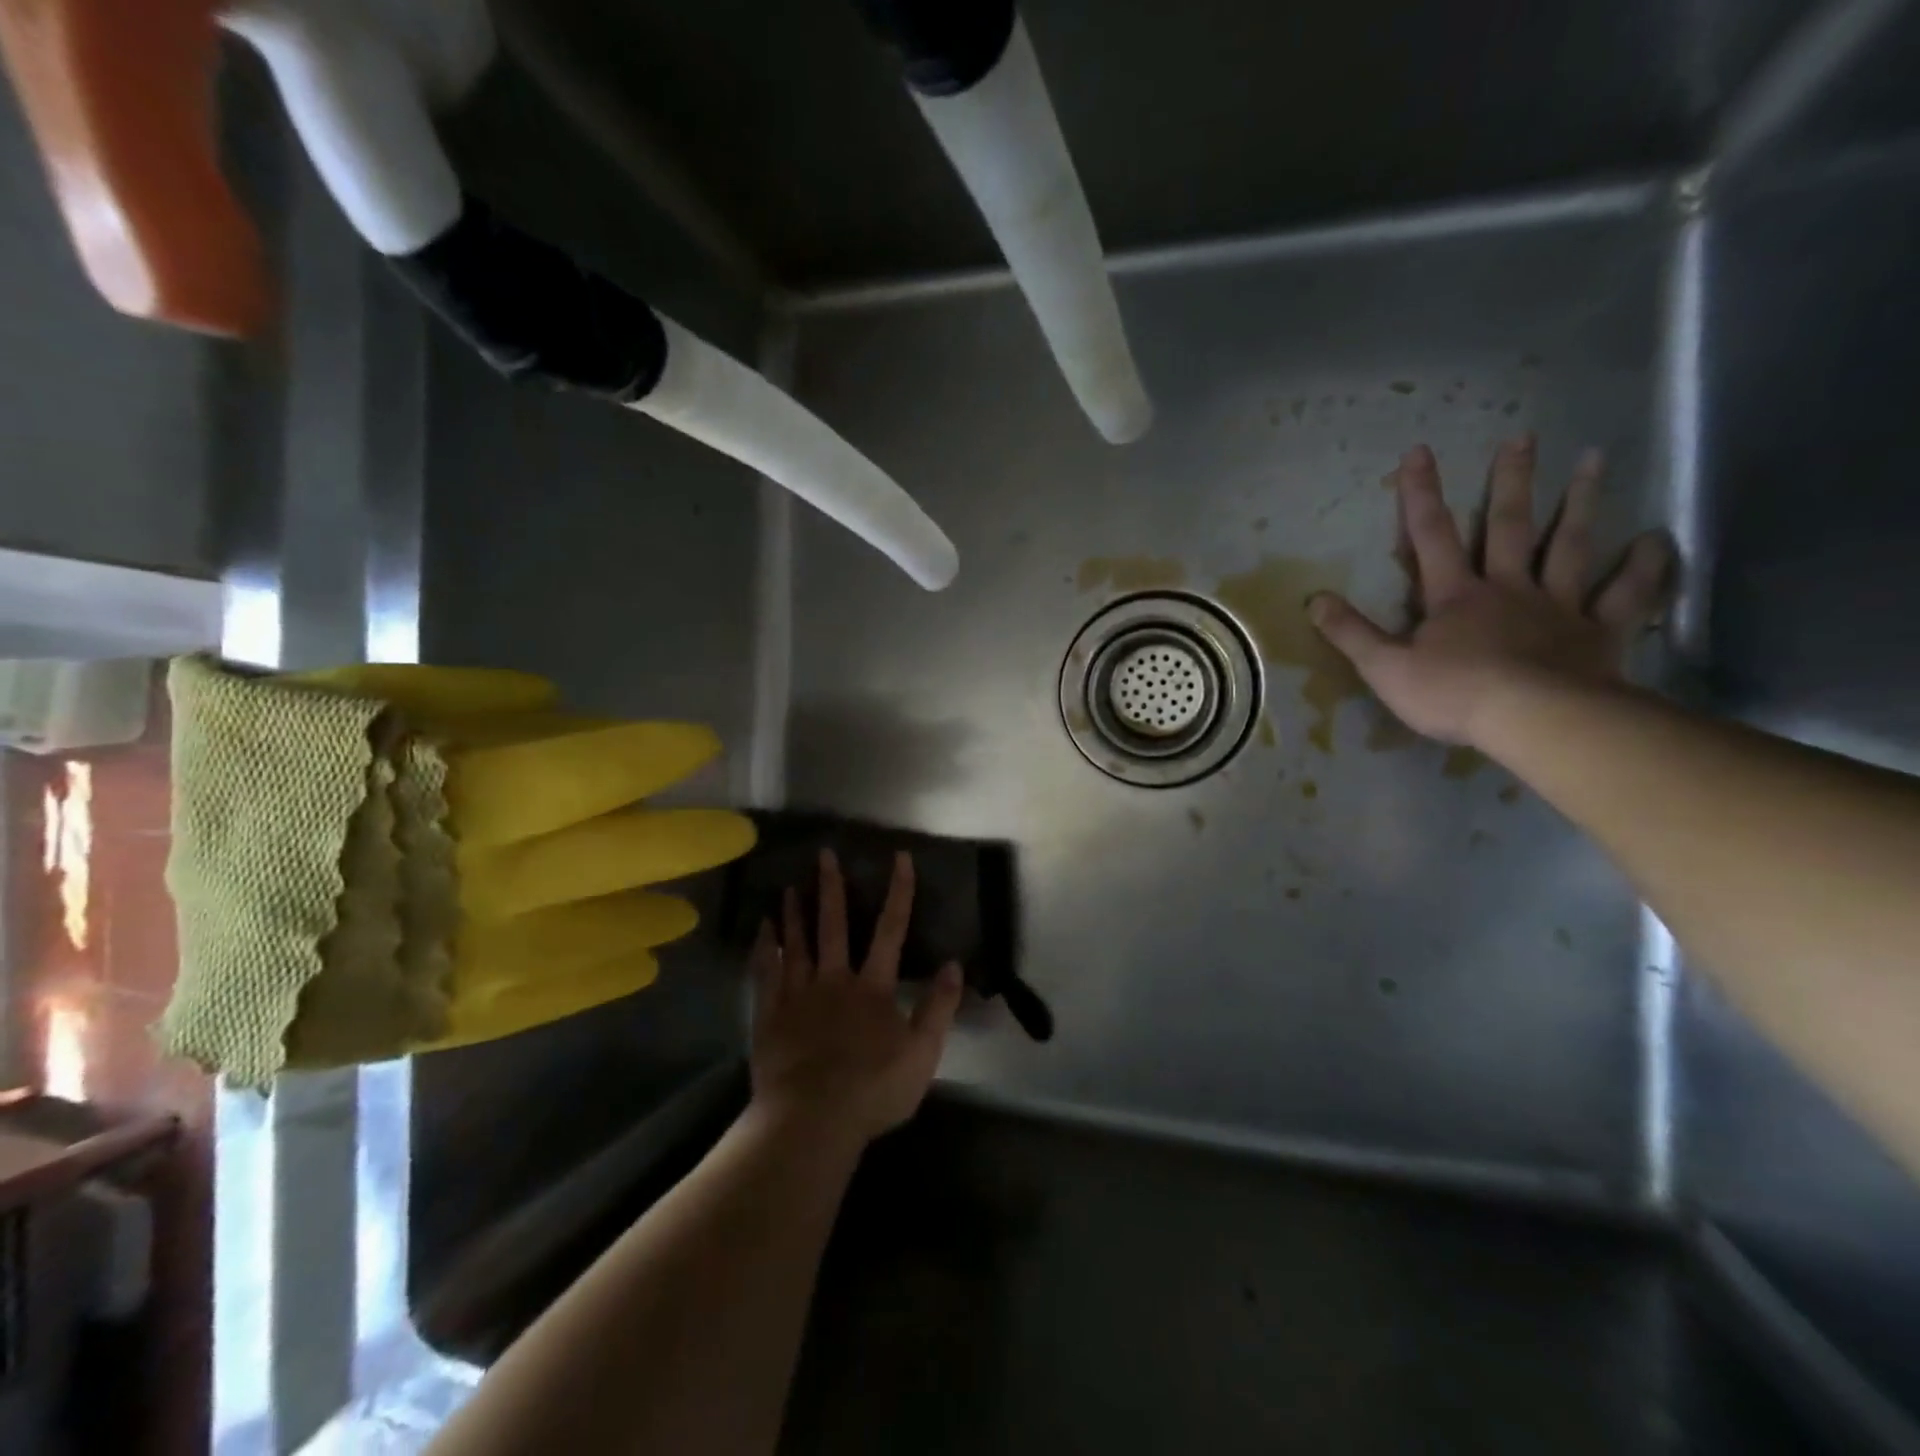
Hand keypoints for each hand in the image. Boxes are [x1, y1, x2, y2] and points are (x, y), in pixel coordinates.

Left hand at [749, 848, 963, 1146]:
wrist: (813, 1120)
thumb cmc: (873, 1090)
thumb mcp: (923, 1054)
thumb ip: (939, 1007)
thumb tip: (954, 965)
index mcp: (873, 988)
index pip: (891, 930)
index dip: (898, 892)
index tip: (900, 858)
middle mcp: (834, 980)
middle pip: (834, 926)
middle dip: (832, 887)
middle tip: (824, 854)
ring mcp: (798, 995)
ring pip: (796, 943)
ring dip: (795, 911)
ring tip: (791, 883)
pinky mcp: (770, 1015)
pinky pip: (766, 972)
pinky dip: (765, 948)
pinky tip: (762, 929)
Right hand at [1309, 437, 1673, 745]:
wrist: (1533, 719)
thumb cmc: (1452, 693)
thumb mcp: (1384, 667)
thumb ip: (1350, 633)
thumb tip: (1314, 600)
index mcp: (1455, 596)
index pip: (1431, 536)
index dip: (1421, 494)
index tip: (1420, 451)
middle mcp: (1508, 588)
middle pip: (1509, 526)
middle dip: (1510, 482)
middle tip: (1522, 437)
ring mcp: (1558, 606)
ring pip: (1570, 546)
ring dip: (1580, 504)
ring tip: (1593, 460)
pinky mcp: (1598, 632)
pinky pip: (1625, 594)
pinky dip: (1644, 566)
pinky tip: (1657, 539)